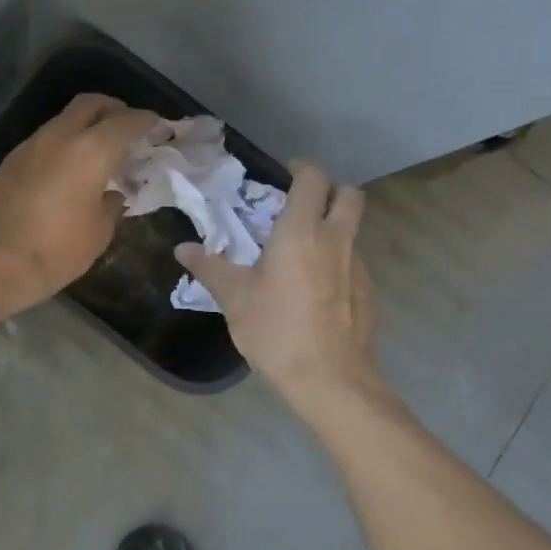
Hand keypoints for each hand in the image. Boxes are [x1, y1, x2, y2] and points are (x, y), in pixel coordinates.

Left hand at [0, 94, 160, 313]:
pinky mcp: (11, 161)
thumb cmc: (56, 250)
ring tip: (101, 152)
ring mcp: (30, 146)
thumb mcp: (98, 233)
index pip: (127, 121)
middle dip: (115, 109)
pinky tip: (70, 169)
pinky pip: (46, 140)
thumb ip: (111, 205)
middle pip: (91, 104)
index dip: (148, 121)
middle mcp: (59, 136)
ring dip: (86, 126)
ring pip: (64, 120)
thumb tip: (111, 194)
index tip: (160, 127)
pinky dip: (65, 144)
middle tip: (129, 128)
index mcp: (90, 150)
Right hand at [176, 161, 380, 410]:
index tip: (285, 174)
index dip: (302, 169)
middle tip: (301, 205)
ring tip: (302, 252)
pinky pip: (354, 262)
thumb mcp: (234, 298)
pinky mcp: (369, 294)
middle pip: (350, 195)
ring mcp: (359, 267)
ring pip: (353, 230)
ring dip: (333, 228)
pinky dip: (338, 262)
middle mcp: (336, 240)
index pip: (314, 179)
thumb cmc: (276, 330)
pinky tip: (315, 290)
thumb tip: (181, 248)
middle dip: (330, 191)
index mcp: (301, 231)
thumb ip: (209, 267)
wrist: (330, 380)